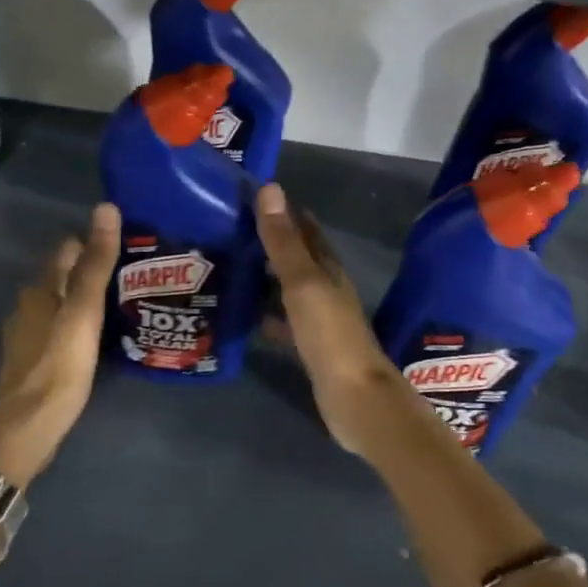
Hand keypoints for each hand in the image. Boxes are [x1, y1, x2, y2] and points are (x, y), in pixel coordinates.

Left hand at [0, 202, 120, 485]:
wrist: (28, 425)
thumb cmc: (60, 363)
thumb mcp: (85, 310)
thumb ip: (96, 263)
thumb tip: (106, 208)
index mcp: (39, 289)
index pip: (67, 251)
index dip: (93, 245)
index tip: (125, 250)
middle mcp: (27, 306)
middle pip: (61, 278)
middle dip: (89, 274)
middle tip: (129, 281)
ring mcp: (24, 336)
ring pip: (58, 306)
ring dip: (81, 304)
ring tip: (117, 311)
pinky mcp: (29, 362)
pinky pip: (55, 332)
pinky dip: (73, 329)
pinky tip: (92, 343)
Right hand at [254, 183, 407, 454]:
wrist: (355, 398)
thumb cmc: (329, 335)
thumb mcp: (302, 283)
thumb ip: (283, 242)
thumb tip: (270, 189)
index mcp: (328, 269)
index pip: (306, 231)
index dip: (285, 214)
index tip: (254, 199)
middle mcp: (327, 289)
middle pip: (298, 259)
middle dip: (272, 245)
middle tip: (233, 232)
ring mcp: (321, 320)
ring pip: (290, 290)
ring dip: (267, 279)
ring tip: (232, 269)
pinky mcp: (312, 348)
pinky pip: (285, 322)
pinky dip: (267, 315)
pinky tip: (246, 318)